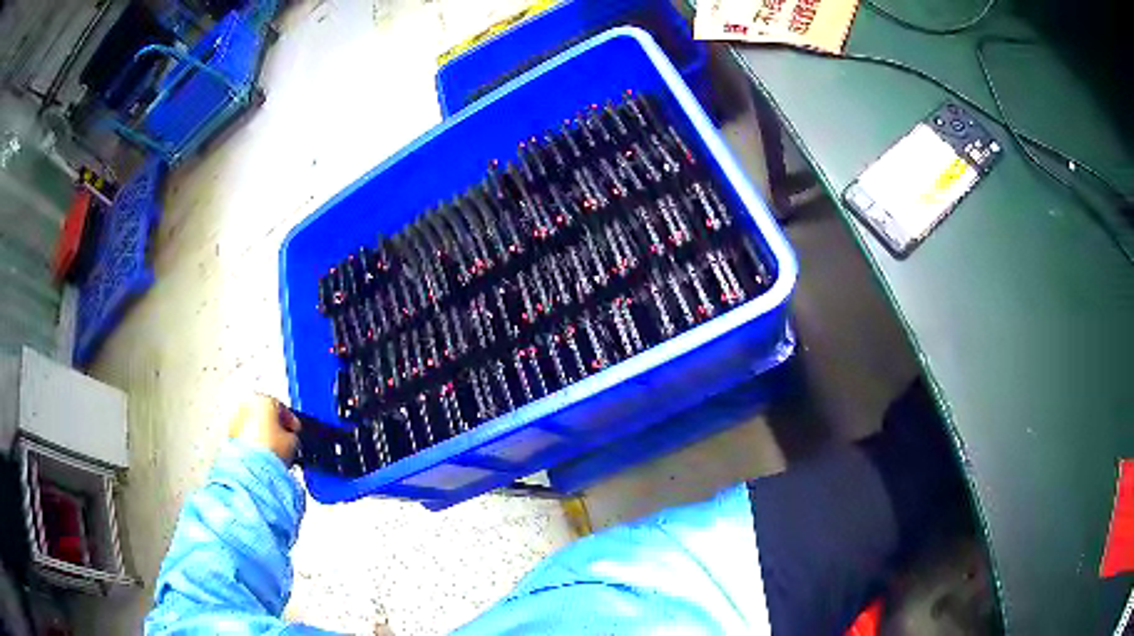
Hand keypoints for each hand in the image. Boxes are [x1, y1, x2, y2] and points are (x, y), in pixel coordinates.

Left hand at [228, 394, 301, 464]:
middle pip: (263, 411)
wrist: (252, 468)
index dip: (290, 419)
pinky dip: (251, 441)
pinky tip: (260, 454)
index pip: (280, 405)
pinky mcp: (229, 434)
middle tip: (282, 438)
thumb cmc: (269, 450)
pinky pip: (243, 434)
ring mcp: (235, 418)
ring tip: (271, 449)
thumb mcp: (293, 442)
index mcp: (263, 398)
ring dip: (260, 432)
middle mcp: (246, 403)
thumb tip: (289, 438)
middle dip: (272, 424)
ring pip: (251, 422)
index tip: (295, 430)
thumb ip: (292, 435)